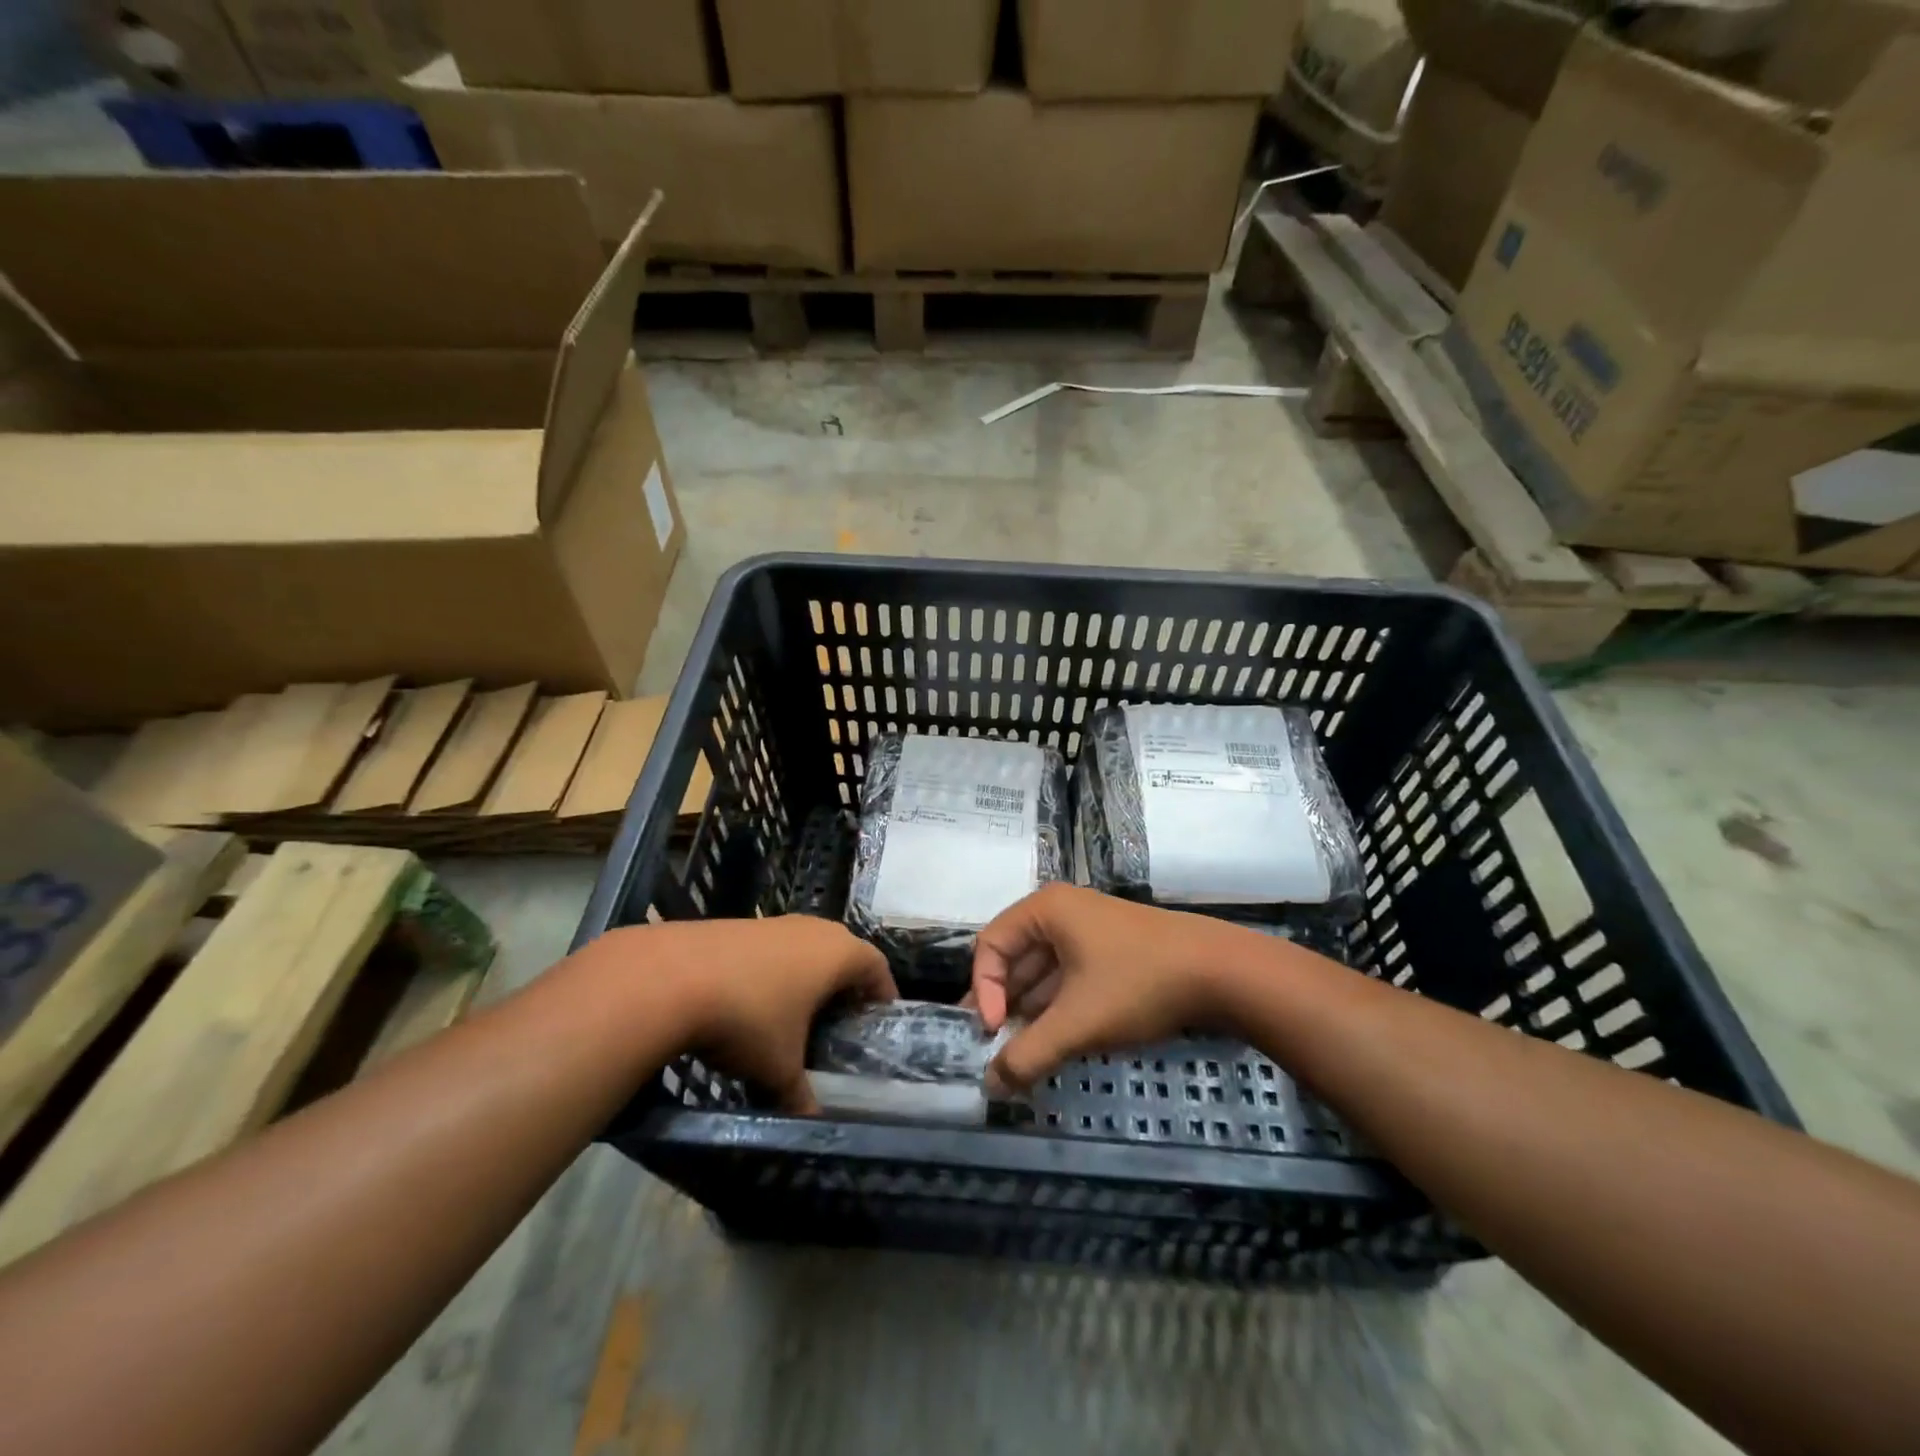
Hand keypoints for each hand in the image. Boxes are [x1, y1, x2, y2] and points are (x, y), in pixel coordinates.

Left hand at [638, 916, 896, 1112]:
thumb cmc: (748, 1018)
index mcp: (839, 953)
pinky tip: (754, 1003)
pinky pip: (773, 949)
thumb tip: (812, 1123)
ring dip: (807, 977)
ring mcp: (776, 922)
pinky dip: (775, 972)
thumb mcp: (779, 1067)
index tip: (879, 1021)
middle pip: (844, 953)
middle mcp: (814, 929)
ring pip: (806, 948)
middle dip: (845, 986)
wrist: (672, 977)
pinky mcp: (741, 925)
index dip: (883, 994)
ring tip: (797, 1016)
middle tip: (841, 1022)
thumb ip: (801, 1095)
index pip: (878, 967)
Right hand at [971, 885, 1251, 1093]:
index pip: (990, 945)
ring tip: (1024, 1053)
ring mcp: (1089, 930)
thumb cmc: (1139, 984)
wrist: (1221, 973)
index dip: (983, 990)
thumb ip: (1029, 1054)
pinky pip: (1069, 977)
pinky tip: (1057, 1040)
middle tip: (996, 1050)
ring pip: (1043, 971)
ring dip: (1031, 1011)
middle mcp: (1062, 912)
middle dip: (1005, 1005)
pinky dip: (1058, 1007)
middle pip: (1015, 957)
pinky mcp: (1110, 950)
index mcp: (1046, 910)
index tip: (994, 1032)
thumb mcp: (1078, 1022)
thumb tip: (990, 1084)